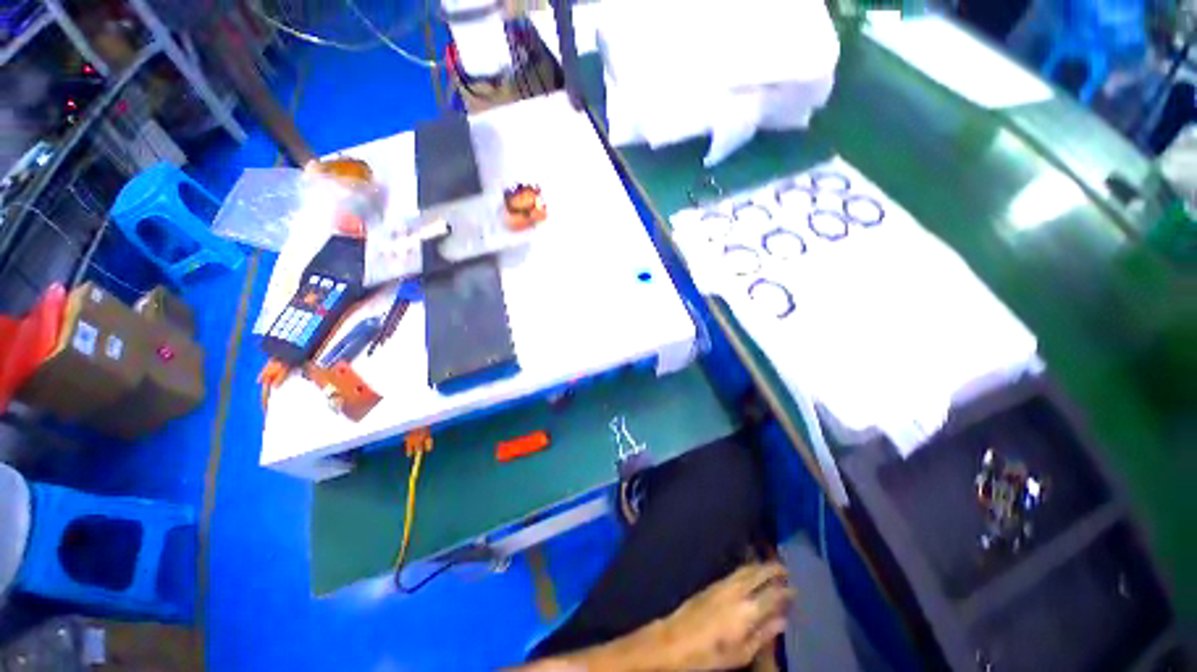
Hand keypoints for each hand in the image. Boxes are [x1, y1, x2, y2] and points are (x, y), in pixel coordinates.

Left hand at [649, 561, 791, 670]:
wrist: (676, 639)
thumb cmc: (711, 653)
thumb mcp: (742, 652)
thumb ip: (763, 634)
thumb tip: (782, 620)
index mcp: (747, 609)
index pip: (771, 594)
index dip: (785, 591)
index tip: (795, 588)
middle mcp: (736, 591)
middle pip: (757, 573)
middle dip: (772, 569)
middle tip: (785, 568)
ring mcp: (722, 584)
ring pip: (745, 569)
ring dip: (759, 566)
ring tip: (771, 567)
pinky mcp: (712, 584)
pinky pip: (735, 572)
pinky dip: (747, 569)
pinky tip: (750, 573)